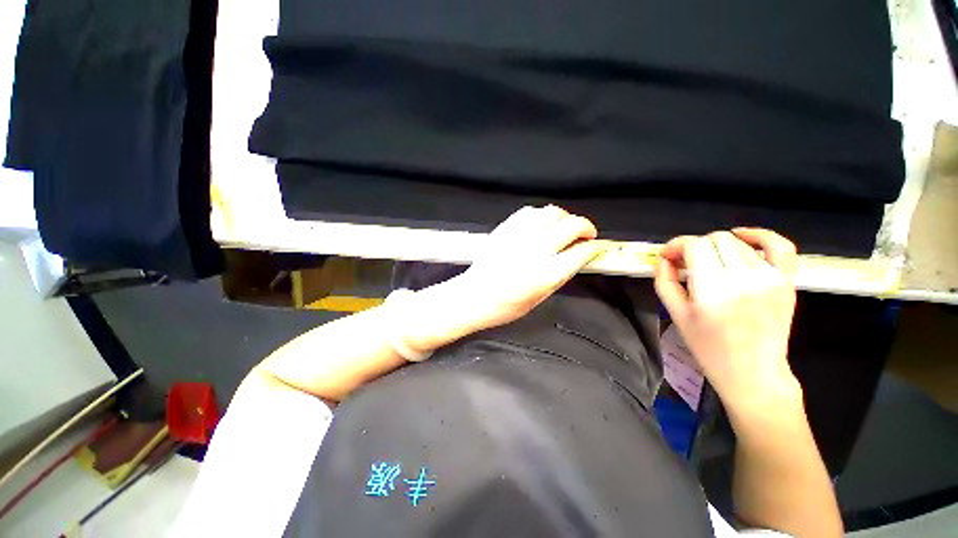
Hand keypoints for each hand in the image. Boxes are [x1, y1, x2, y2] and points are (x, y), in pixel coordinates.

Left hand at [403, 205, 605, 353]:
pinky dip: (541, 215)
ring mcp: (519, 236)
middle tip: (586, 235)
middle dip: (586, 227)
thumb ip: (561, 274)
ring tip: (564, 228)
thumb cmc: (506, 305)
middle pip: (572, 225)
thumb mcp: (541, 297)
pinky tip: (541, 224)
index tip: (597, 247)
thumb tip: (577, 257)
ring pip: (552, 212)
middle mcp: (535, 251)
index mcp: (546, 274)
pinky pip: (530, 211)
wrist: (474, 296)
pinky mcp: (506, 229)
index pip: (582, 252)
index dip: (595, 248)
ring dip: (564, 218)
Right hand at [654, 228, 801, 418]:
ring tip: (708, 262)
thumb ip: (664, 280)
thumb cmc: (708, 347)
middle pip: (715, 240)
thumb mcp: (676, 314)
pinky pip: (779, 245)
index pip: (694, 246)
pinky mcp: (786, 281)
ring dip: (716, 247)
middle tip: (685, 263)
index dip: (676, 246)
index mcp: (712, 290)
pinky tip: (743, 237)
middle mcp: (743, 279)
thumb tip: (664, 257)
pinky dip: (760, 235)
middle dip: (694, 247)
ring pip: (737, 242)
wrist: (752, 372)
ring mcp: (770, 278)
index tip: (667, 256)